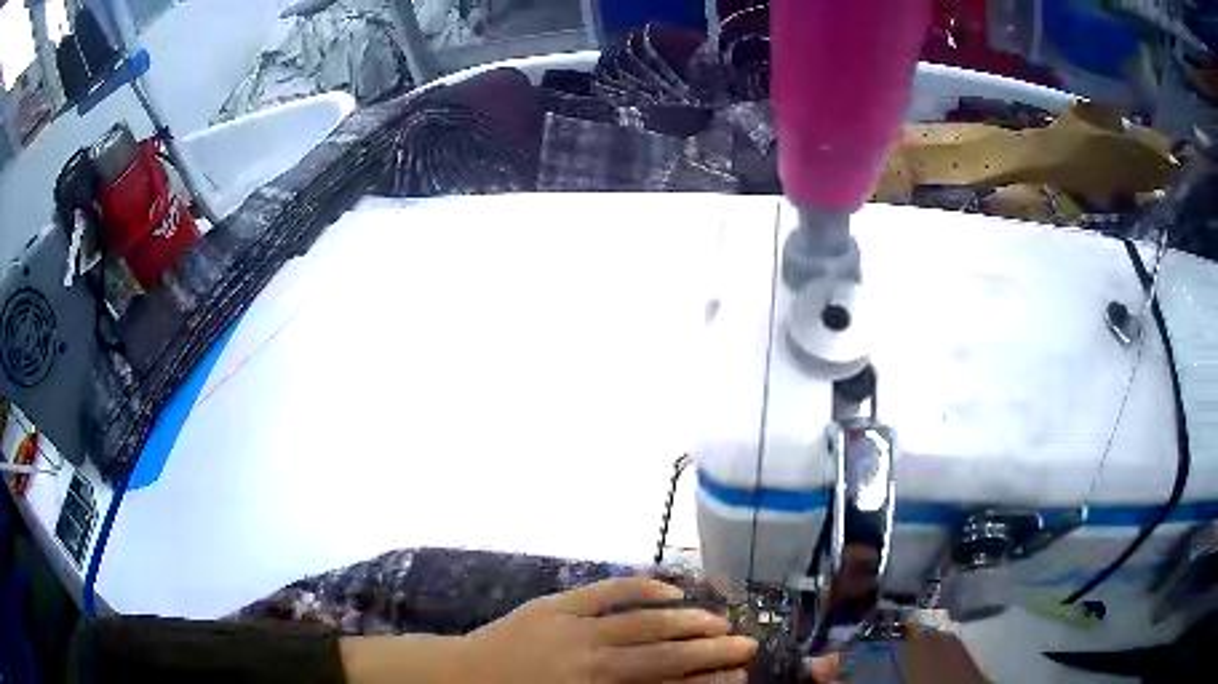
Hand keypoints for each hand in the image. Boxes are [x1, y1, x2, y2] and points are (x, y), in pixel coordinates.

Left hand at [456, 577, 756, 682]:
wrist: (459, 678)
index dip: (706, 681)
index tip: (739, 675)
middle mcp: (591, 661)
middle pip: (663, 654)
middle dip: (710, 650)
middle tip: (746, 644)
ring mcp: (573, 628)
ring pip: (642, 620)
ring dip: (685, 619)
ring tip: (720, 620)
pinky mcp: (555, 605)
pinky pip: (605, 592)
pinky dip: (641, 588)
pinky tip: (669, 589)